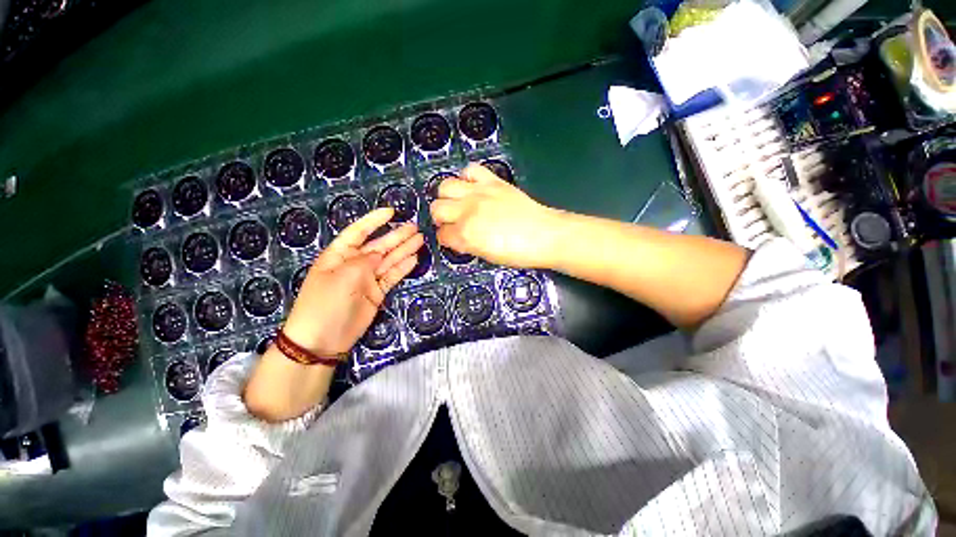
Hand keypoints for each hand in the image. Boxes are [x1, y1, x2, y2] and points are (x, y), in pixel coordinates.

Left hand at [282, 208, 423, 355]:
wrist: (322, 340)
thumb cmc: (325, 303)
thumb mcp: (343, 277)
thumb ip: (365, 262)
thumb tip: (380, 254)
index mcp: (339, 255)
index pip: (358, 232)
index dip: (374, 221)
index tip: (391, 212)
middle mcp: (355, 264)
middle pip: (379, 246)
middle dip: (396, 236)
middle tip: (415, 227)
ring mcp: (367, 279)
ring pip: (389, 260)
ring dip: (404, 250)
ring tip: (420, 240)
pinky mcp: (376, 293)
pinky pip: (391, 277)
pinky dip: (403, 268)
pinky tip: (414, 259)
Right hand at [430, 163, 559, 268]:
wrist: (545, 235)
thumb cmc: (519, 252)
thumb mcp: (487, 256)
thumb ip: (467, 245)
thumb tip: (458, 239)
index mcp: (466, 234)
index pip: (442, 235)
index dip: (445, 239)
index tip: (451, 239)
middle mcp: (468, 211)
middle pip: (437, 208)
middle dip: (441, 218)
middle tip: (451, 222)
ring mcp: (479, 193)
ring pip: (445, 186)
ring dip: (447, 197)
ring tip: (457, 203)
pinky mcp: (493, 181)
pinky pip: (470, 170)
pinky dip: (467, 177)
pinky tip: (472, 187)